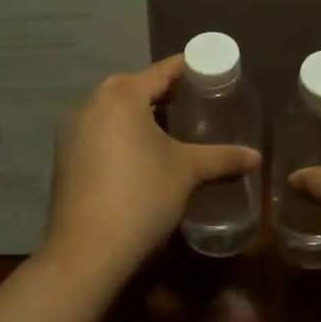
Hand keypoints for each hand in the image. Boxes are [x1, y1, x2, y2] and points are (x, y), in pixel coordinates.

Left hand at [42, 57, 259, 286]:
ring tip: (172, 130)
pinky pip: (100, 131)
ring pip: (115, 110)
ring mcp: (73, 130)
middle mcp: (93, 102)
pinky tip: (141, 156)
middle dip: (165, 93)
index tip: (212, 74)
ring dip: (141, 114)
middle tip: (196, 104)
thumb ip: (223, 158)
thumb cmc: (142, 196)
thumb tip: (256, 157)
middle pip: (136, 87)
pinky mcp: (64, 156)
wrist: (87, 252)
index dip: (190, 69)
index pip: (163, 70)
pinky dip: (121, 134)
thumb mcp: (188, 172)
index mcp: (123, 95)